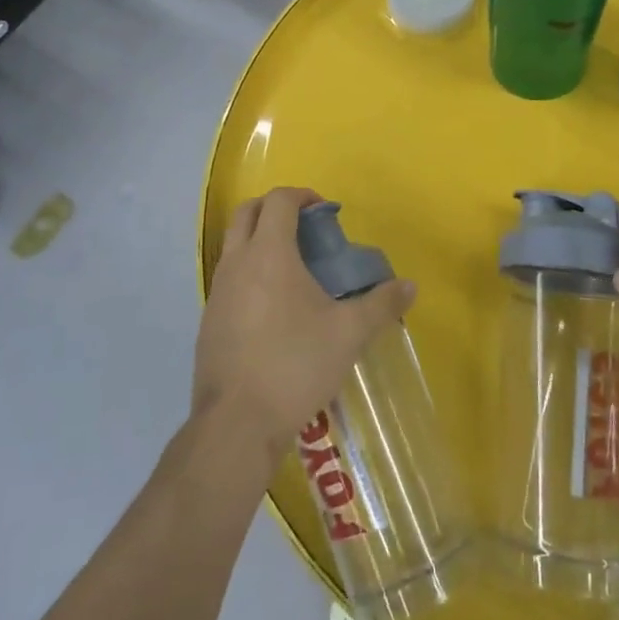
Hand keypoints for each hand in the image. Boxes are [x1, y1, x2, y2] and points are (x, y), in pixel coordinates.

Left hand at [194, 188, 416, 463]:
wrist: (236, 424)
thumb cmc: (295, 366)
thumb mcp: (349, 334)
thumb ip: (381, 304)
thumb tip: (409, 286)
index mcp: (269, 254)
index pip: (279, 200)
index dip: (303, 195)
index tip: (325, 211)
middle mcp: (236, 262)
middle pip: (248, 212)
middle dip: (276, 208)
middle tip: (306, 229)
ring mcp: (217, 291)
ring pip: (233, 244)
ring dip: (259, 240)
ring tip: (293, 268)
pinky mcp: (208, 319)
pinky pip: (228, 277)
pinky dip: (249, 271)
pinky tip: (273, 308)